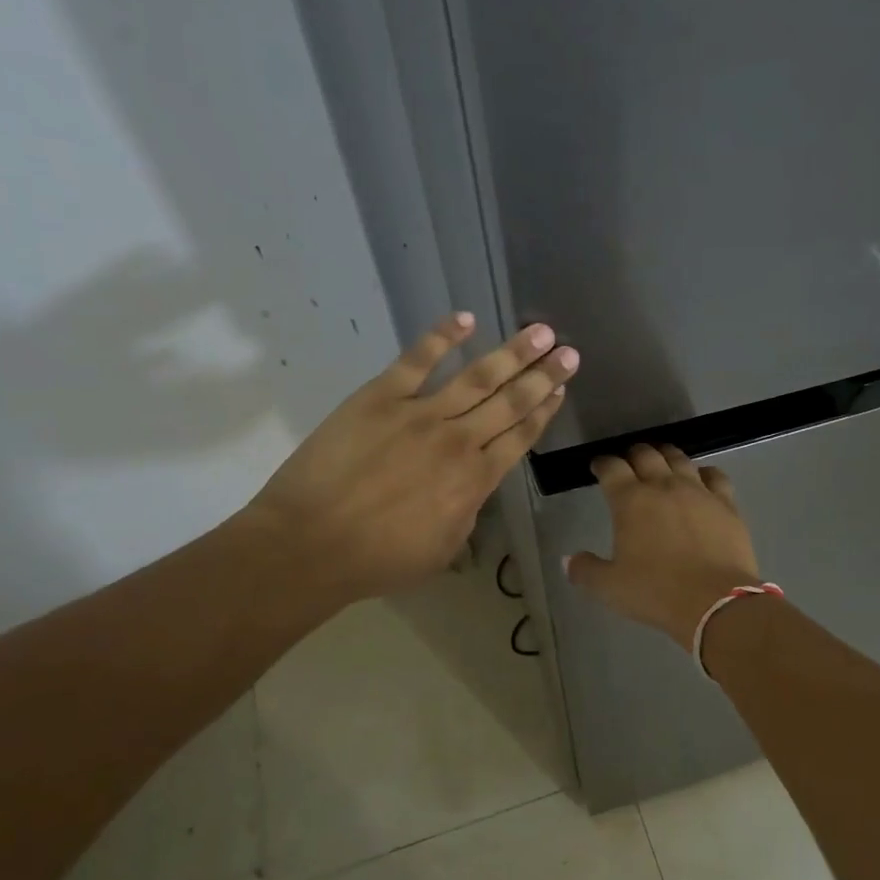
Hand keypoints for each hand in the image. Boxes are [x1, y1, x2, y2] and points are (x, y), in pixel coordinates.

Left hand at [245, 313, 576, 605]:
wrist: (310, 545)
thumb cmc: (378, 560)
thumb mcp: (443, 549)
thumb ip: (466, 513)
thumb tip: (472, 488)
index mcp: (475, 480)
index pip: (520, 436)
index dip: (544, 411)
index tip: (562, 389)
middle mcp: (458, 441)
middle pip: (510, 402)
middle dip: (543, 375)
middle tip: (569, 353)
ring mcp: (420, 414)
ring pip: (477, 377)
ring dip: (512, 353)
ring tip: (540, 331)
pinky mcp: (380, 397)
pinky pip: (417, 360)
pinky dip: (442, 337)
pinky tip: (466, 319)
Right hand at [566, 444, 759, 644]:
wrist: (715, 602)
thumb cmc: (656, 592)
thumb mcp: (610, 587)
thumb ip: (585, 570)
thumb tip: (567, 560)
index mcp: (630, 501)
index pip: (611, 468)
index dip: (602, 464)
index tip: (598, 466)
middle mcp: (663, 486)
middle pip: (646, 455)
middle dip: (633, 454)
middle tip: (628, 462)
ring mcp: (698, 491)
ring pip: (679, 459)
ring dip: (666, 456)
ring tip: (662, 460)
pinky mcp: (726, 504)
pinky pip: (715, 476)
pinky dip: (704, 472)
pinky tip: (702, 478)